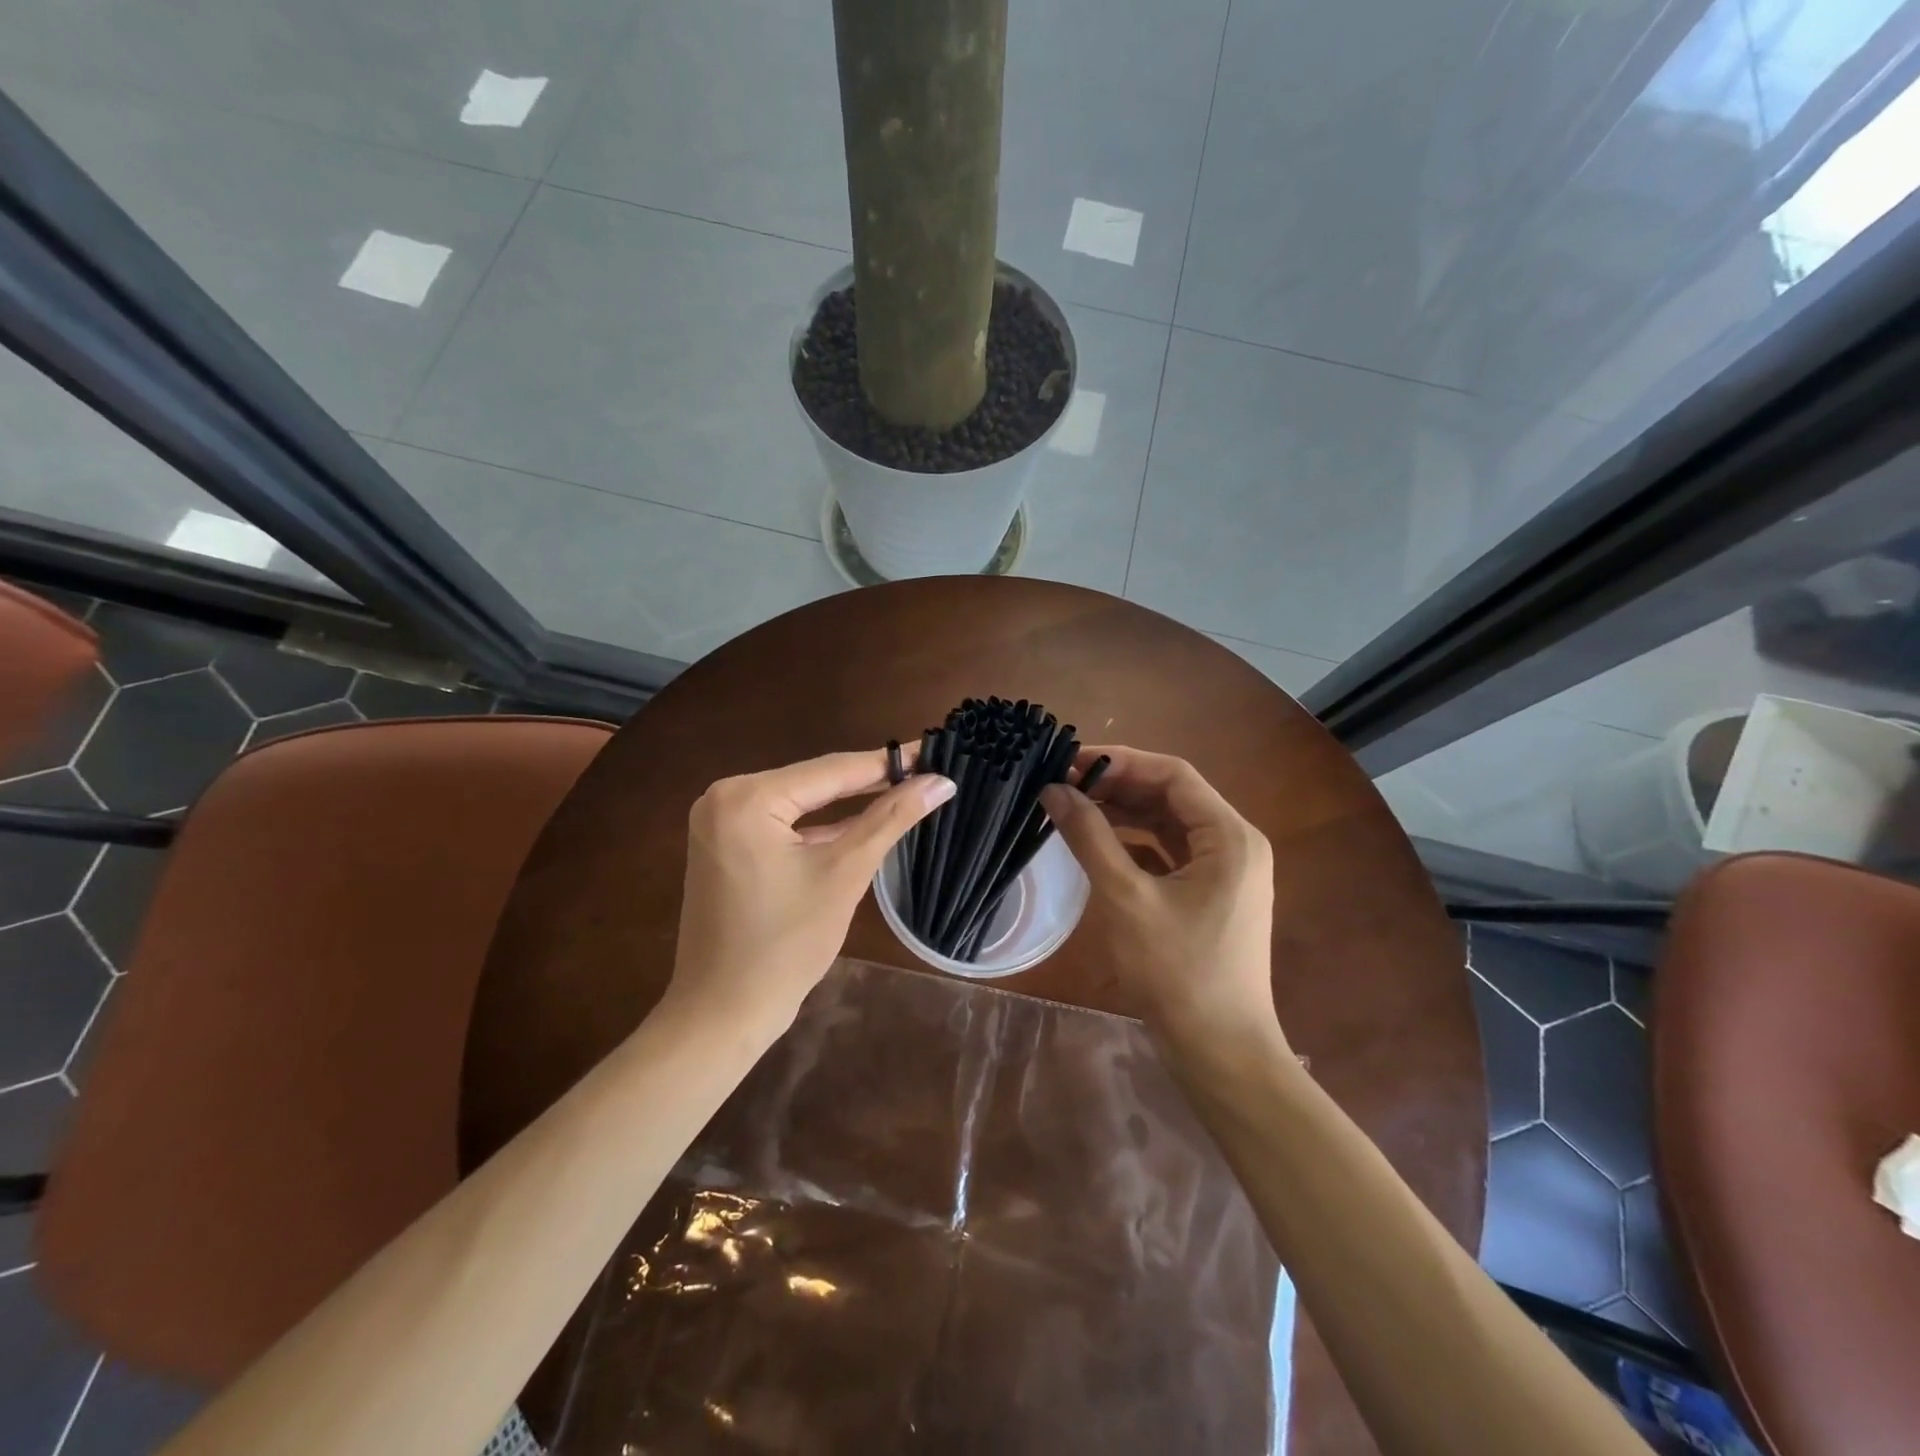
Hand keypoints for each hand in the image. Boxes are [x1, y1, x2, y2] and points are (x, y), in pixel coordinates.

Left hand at [668, 748, 954, 1037]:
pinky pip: (783, 824)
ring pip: (801, 803)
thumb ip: (891, 819)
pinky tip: (863, 820)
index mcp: (746, 797)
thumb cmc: (785, 946)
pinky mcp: (725, 845)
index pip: (831, 770)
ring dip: (848, 803)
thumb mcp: (844, 874)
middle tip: (926, 771)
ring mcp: (720, 822)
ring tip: (905, 789)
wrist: (722, 1014)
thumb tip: (940, 781)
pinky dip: (821, 826)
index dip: (888, 762)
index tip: (934, 750)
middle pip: (814, 782)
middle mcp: (724, 797)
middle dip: (870, 781)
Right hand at [1040, 747, 1280, 1060]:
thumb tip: (1054, 789)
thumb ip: (1089, 837)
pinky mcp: (1213, 896)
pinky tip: (1101, 844)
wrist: (1220, 1051)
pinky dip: (1137, 843)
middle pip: (1173, 796)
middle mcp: (1236, 844)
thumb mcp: (1126, 897)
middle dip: (1120, 785)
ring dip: (1126, 812)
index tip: (1071, 761)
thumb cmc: (1176, 972)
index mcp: (1230, 836)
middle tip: (1066, 783)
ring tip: (1076, 806)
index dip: (1121, 761)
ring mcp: (1228, 872)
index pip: (1174, 774)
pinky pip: (1172, 853)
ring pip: (1171, 824)